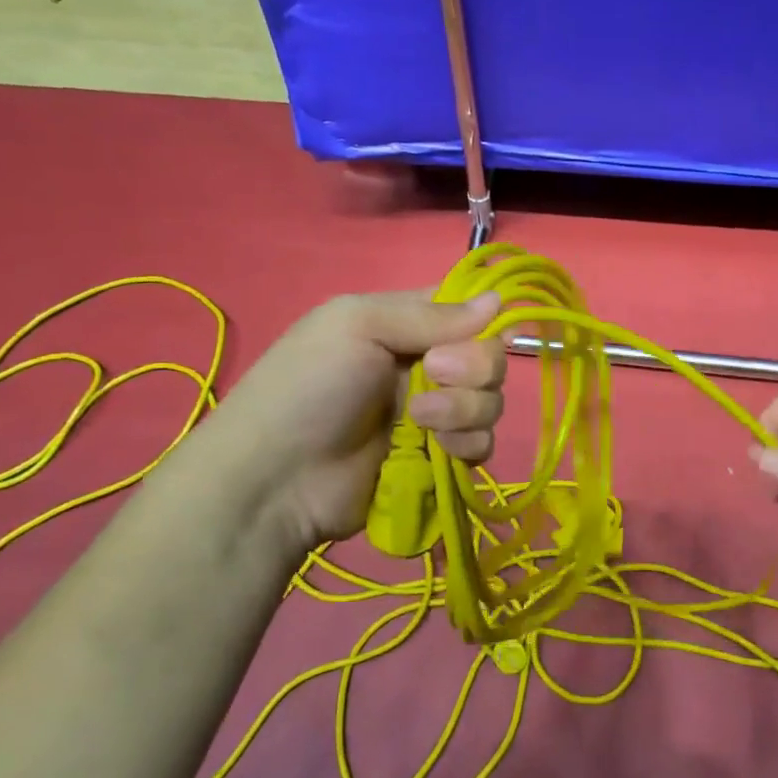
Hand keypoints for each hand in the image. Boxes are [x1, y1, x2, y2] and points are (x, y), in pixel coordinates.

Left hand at [212, 290, 506, 546]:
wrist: (278, 478)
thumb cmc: (310, 386)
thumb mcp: (358, 326)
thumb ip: (431, 313)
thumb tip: (499, 299)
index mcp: (404, 324)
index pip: (467, 310)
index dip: (481, 321)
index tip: (472, 333)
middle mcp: (426, 365)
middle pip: (489, 356)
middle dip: (473, 367)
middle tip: (434, 374)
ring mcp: (435, 413)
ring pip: (490, 401)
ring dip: (465, 409)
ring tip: (420, 421)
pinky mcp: (438, 457)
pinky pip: (482, 443)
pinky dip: (467, 444)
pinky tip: (438, 450)